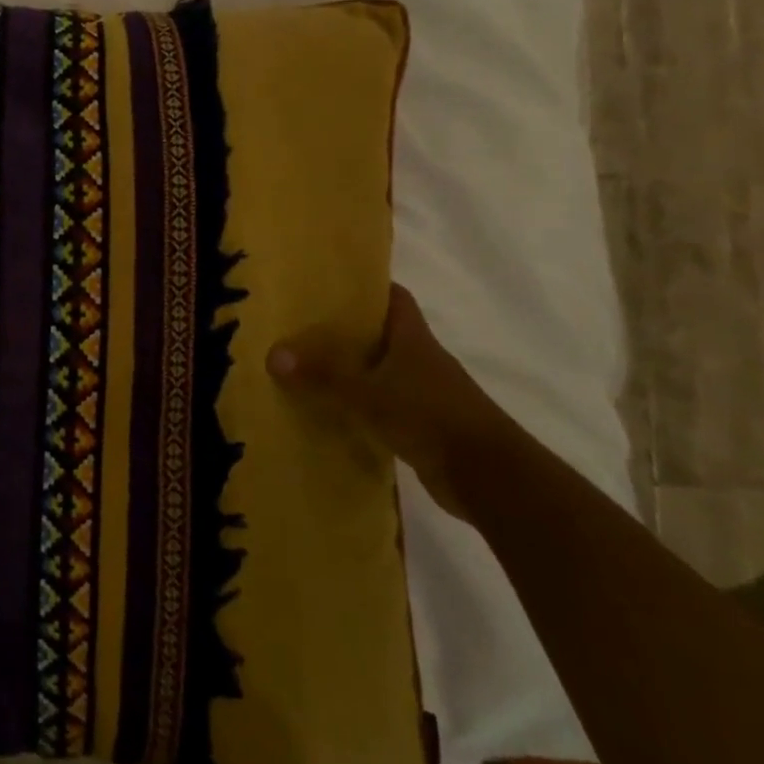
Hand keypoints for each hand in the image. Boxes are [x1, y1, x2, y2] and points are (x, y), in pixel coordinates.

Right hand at [265, 284, 513, 521]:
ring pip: (381, 371)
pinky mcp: (425, 426)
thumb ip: (322, 375)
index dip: (365, 286)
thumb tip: (272, 354)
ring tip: (307, 366)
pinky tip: (331, 410)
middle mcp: (421, 359)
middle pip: (381, 333)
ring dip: (352, 369)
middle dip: (346, 328)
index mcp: (413, 338)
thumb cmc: (431, 417)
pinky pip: (384, 405)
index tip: (329, 283)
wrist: (491, 479)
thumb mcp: (368, 393)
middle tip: (301, 325)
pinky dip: (361, 405)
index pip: (393, 297)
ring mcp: (426, 394)